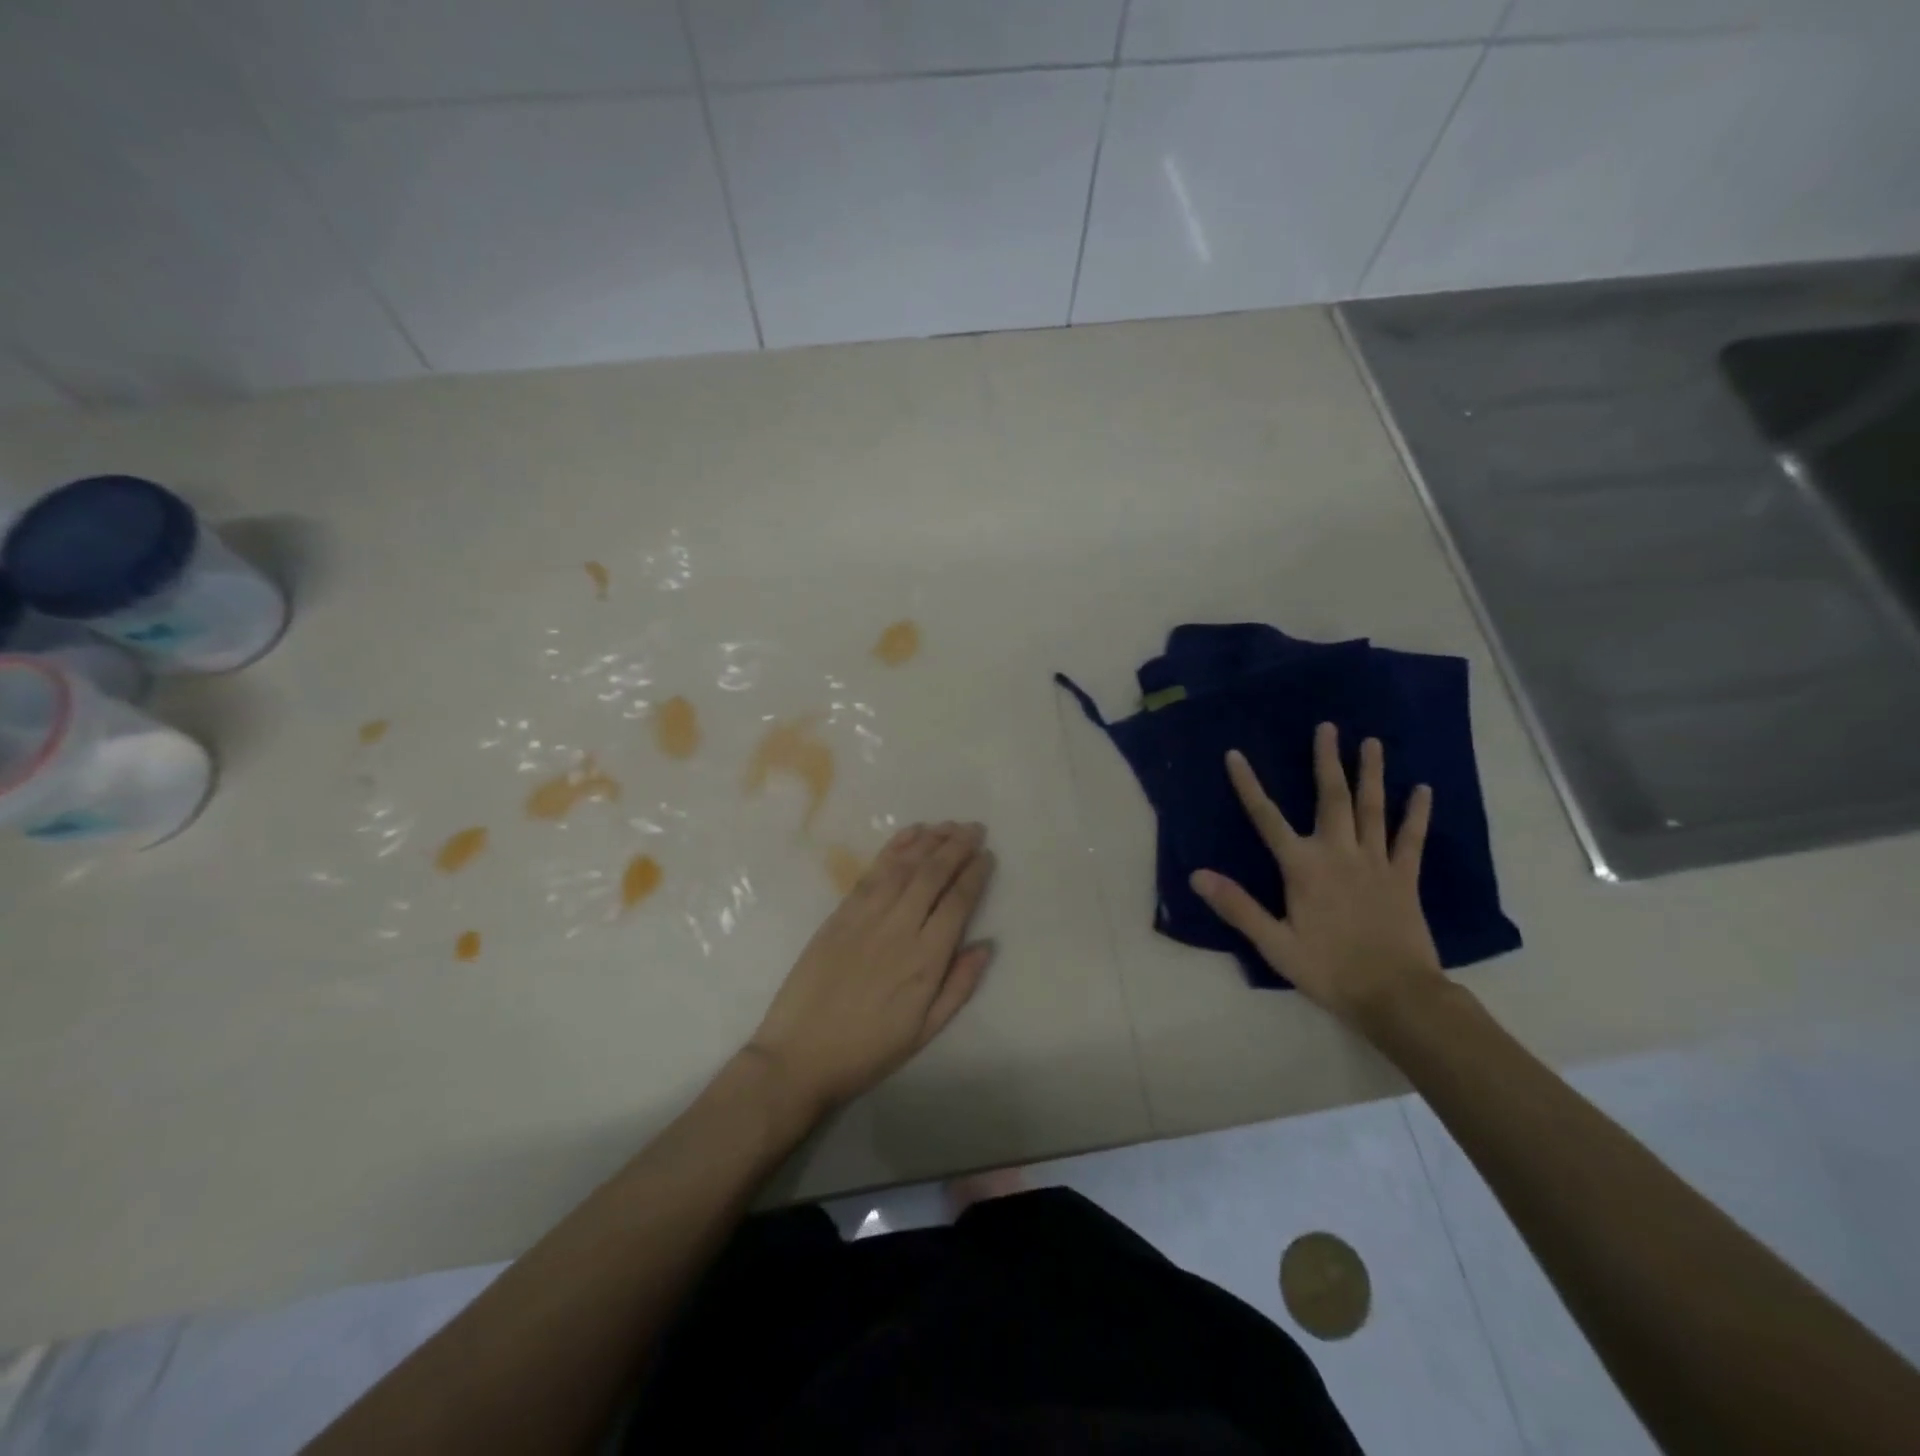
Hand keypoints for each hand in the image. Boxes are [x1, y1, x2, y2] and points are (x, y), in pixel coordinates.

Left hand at [748, 821, 995, 1117]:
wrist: (799, 1055)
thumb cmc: (868, 1050)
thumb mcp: (924, 1031)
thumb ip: (959, 986)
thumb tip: (986, 945)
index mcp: (925, 960)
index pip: (957, 902)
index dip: (974, 875)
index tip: (987, 855)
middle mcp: (899, 927)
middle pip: (933, 875)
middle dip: (957, 847)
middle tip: (974, 828)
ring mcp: (867, 916)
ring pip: (904, 866)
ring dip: (929, 841)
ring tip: (949, 825)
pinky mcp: (841, 913)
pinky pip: (873, 871)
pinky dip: (894, 848)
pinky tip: (910, 835)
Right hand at [1189, 723, 1442, 1028]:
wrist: (1396, 996)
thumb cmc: (1328, 969)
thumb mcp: (1274, 944)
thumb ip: (1237, 906)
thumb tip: (1197, 875)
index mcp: (1303, 867)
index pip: (1267, 818)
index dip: (1249, 785)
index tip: (1236, 755)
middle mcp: (1339, 853)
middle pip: (1331, 798)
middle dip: (1326, 761)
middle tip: (1327, 727)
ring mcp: (1376, 862)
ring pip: (1372, 808)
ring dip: (1370, 774)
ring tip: (1371, 742)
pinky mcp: (1404, 877)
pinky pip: (1410, 839)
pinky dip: (1415, 813)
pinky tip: (1422, 790)